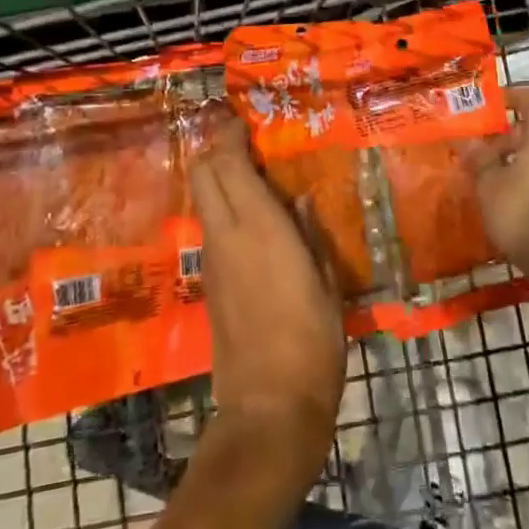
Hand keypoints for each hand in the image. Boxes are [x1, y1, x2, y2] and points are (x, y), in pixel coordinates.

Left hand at [190, 110, 344, 492]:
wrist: (268, 409)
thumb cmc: (311, 341)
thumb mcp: (326, 282)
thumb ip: (310, 233)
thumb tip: (298, 200)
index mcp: (258, 227)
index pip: (227, 163)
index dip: (230, 134)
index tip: (245, 120)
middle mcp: (226, 234)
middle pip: (203, 173)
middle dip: (216, 148)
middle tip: (246, 141)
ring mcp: (213, 260)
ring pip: (203, 199)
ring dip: (219, 177)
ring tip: (255, 173)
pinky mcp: (210, 283)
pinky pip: (211, 227)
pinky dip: (223, 207)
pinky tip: (253, 217)